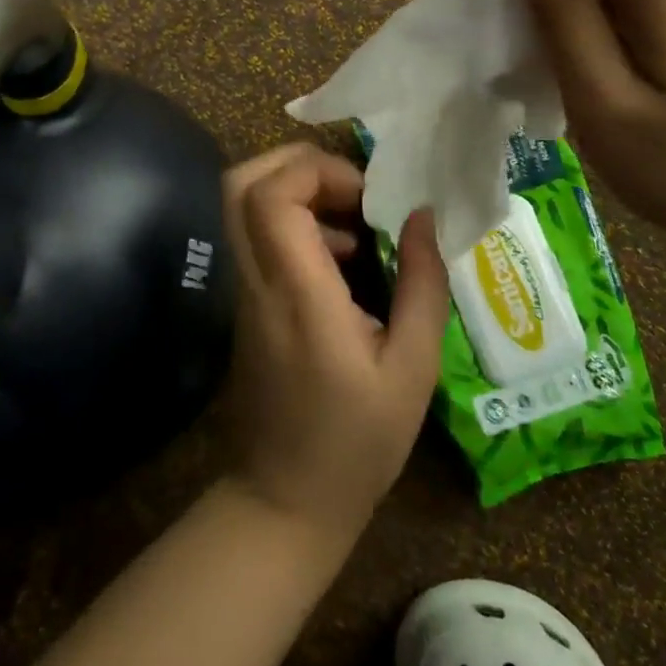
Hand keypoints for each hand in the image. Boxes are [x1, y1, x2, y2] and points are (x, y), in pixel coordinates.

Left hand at [221, 144, 449, 546]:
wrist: (284, 500)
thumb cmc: (357, 443)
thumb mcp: (412, 369)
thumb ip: (421, 284)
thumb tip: (424, 215)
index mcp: (297, 294)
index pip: (269, 197)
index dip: (314, 171)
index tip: (366, 193)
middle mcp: (257, 282)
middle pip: (241, 185)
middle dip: (296, 165)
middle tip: (354, 188)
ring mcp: (244, 292)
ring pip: (243, 207)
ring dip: (299, 194)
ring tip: (359, 224)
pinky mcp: (246, 305)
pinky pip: (257, 238)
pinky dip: (295, 224)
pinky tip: (345, 259)